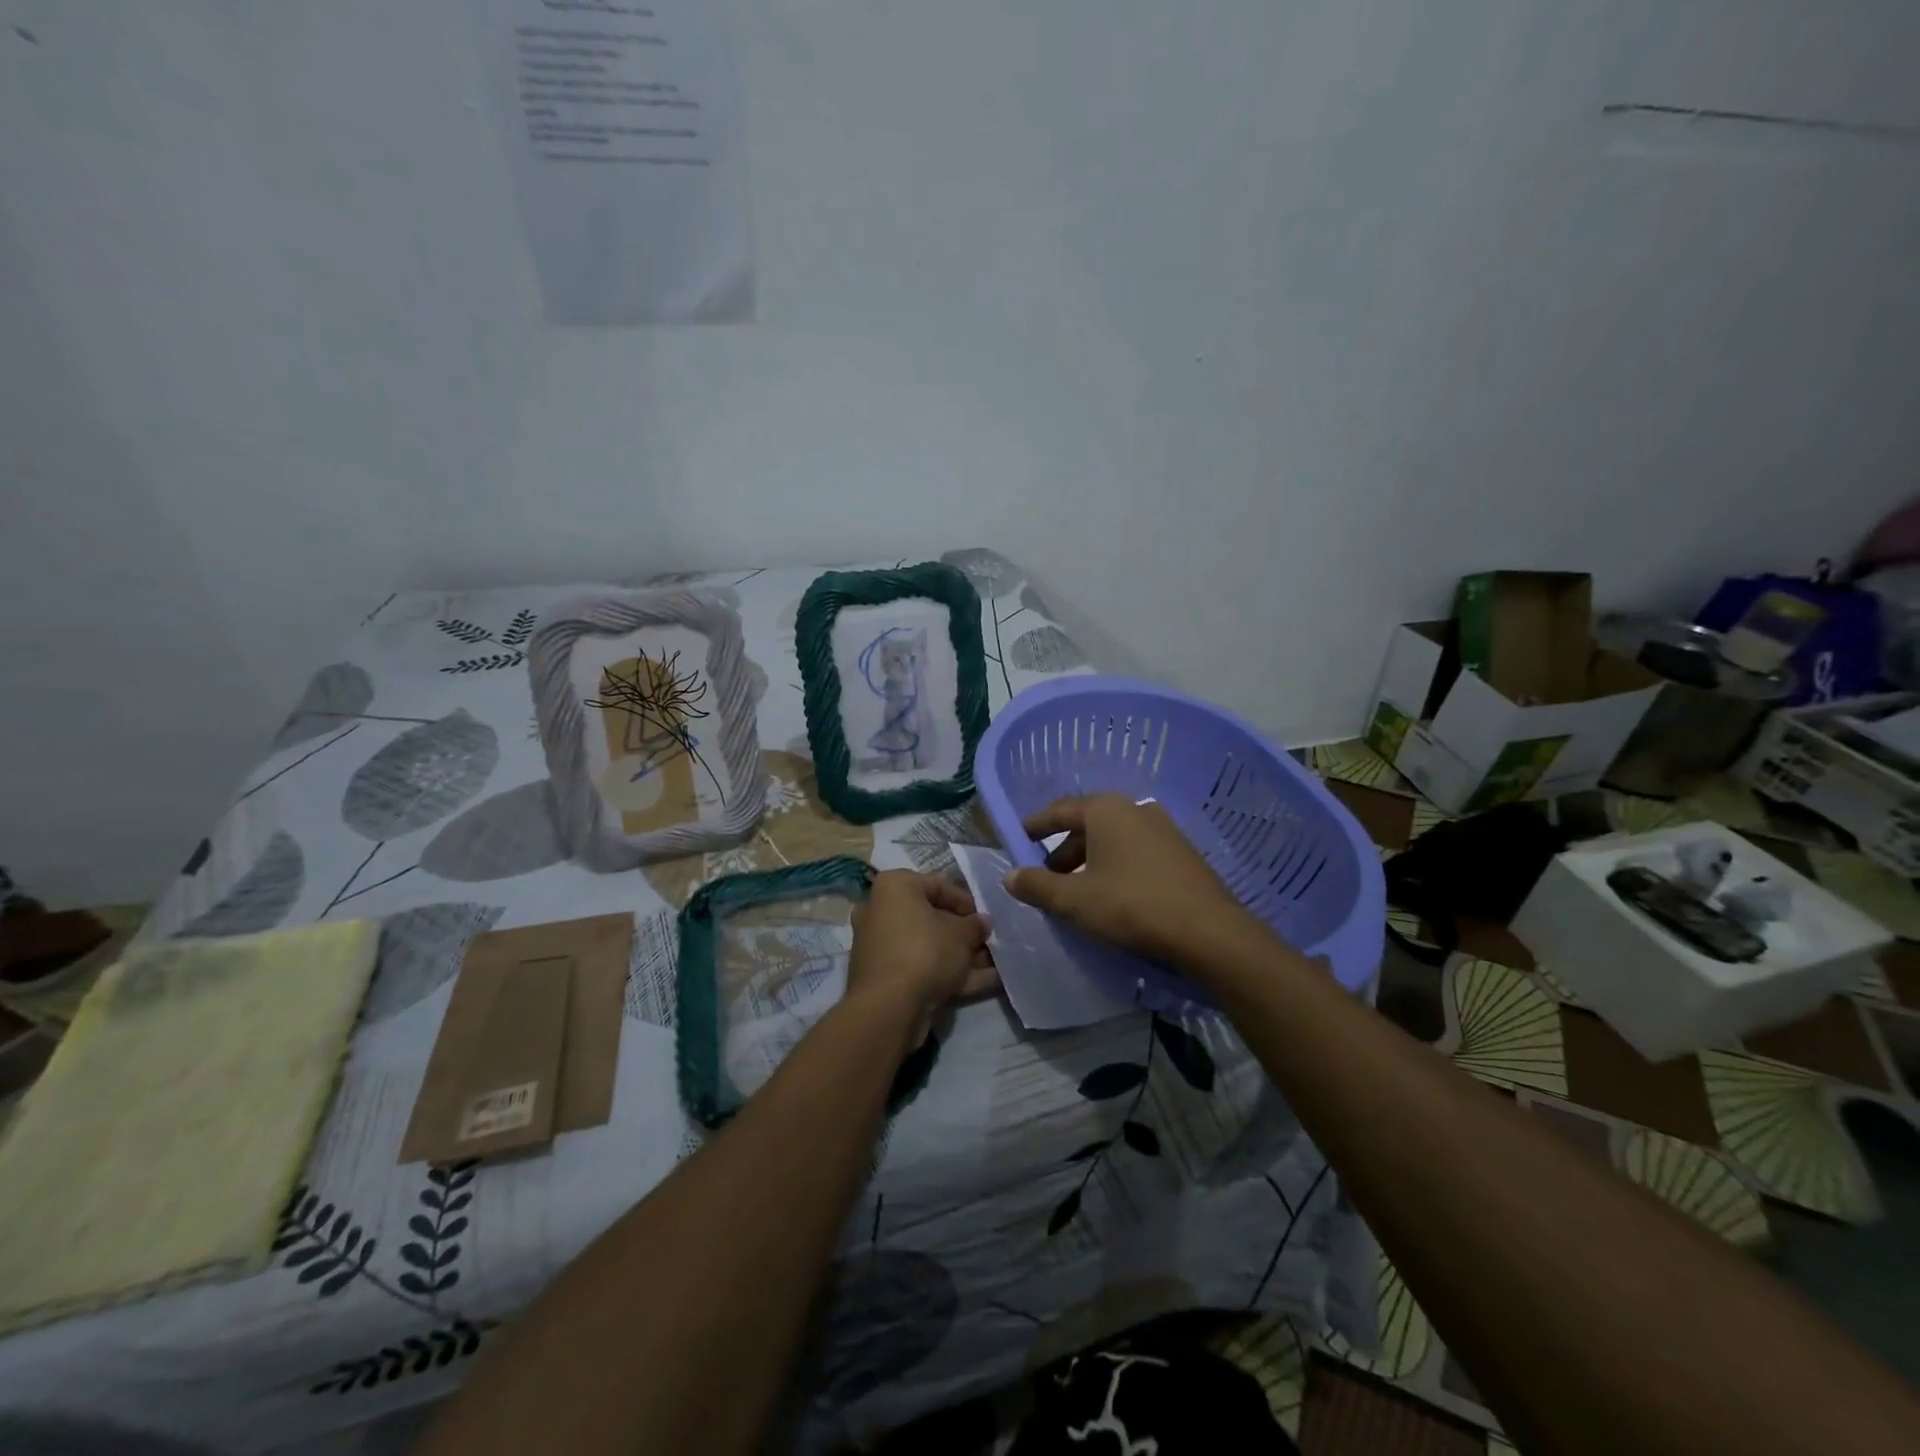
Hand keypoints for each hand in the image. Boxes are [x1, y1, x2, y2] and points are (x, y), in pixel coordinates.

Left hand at [847, 872, 997, 1034]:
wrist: (890, 1007)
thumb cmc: (925, 952)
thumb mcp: (961, 935)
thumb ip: (975, 925)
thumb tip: (983, 922)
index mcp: (894, 887)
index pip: (937, 885)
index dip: (966, 901)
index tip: (985, 916)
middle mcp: (881, 911)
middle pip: (932, 918)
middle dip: (964, 933)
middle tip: (990, 942)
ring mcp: (881, 947)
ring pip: (929, 946)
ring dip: (962, 955)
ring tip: (997, 964)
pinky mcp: (886, 977)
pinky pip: (923, 968)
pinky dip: (951, 974)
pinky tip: (988, 983)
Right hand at [1003, 794, 1259, 968]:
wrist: (1208, 932)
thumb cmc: (1131, 906)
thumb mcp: (1074, 900)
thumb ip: (1037, 886)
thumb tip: (1010, 875)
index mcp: (1106, 809)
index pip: (1059, 811)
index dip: (1035, 826)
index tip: (1018, 840)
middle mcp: (1135, 809)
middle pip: (1087, 826)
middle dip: (1063, 852)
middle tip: (1046, 879)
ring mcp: (1163, 829)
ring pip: (1112, 841)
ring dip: (1089, 863)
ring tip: (1077, 893)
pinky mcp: (1181, 853)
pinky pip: (1135, 853)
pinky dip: (1115, 868)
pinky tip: (1112, 898)